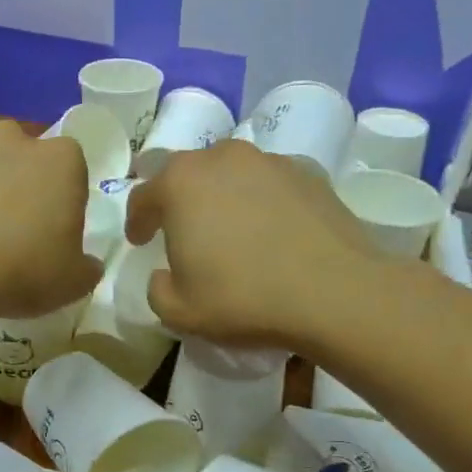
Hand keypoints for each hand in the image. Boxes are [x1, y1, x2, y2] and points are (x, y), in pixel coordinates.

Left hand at [0, 121, 100, 321]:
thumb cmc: (21, 269)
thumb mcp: (73, 282)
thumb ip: (86, 267)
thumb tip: (86, 264)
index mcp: (61, 160)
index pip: (71, 166)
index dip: (62, 195)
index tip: (52, 227)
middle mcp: (13, 138)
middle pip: (21, 152)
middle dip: (18, 179)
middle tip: (10, 224)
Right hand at [125, 141, 379, 346]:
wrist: (334, 292)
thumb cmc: (243, 298)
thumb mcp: (180, 312)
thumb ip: (158, 290)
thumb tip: (164, 276)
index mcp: (180, 183)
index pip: (143, 195)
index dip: (137, 220)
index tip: (140, 241)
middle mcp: (221, 158)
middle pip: (186, 173)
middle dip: (177, 200)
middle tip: (180, 230)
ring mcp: (268, 161)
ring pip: (230, 173)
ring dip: (220, 196)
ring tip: (228, 228)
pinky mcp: (308, 172)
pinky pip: (268, 184)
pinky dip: (260, 201)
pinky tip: (269, 231)